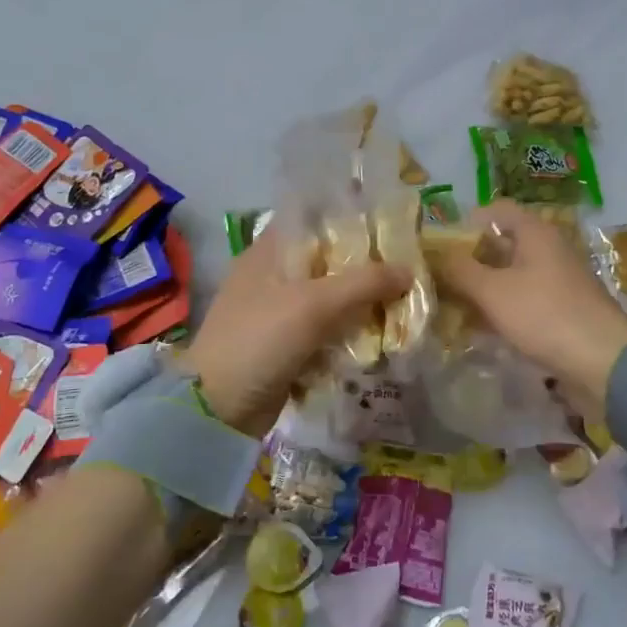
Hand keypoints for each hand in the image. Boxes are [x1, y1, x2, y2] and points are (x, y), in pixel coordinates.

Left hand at [182, 225, 408, 437]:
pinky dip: (346, 329)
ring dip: (358, 300)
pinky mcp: (283, 344)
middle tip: (406, 265)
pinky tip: (377, 332)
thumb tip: (408, 270)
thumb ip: (364, 283)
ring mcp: (276, 311)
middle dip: (363, 264)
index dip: (349, 217)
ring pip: (327, 296)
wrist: (218, 409)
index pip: (312, 218)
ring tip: (401, 298)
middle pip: (325, 259)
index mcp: (268, 251)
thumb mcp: (314, 304)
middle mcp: (271, 274)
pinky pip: (323, 328)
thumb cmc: (260, 340)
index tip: (388, 224)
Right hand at [428, 201, 626, 402]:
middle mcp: (549, 249)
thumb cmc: (544, 315)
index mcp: (536, 232)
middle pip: (502, 243)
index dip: (466, 222)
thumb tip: (435, 254)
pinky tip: (482, 328)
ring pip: (511, 274)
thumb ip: (460, 270)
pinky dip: (502, 307)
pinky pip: (524, 298)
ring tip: (453, 306)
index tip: (441, 246)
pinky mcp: (562, 308)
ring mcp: (558, 280)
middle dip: (470, 260)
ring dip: (484, 287)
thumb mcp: (493, 291)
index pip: (496, 210)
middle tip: (440, 279)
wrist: (603, 361)